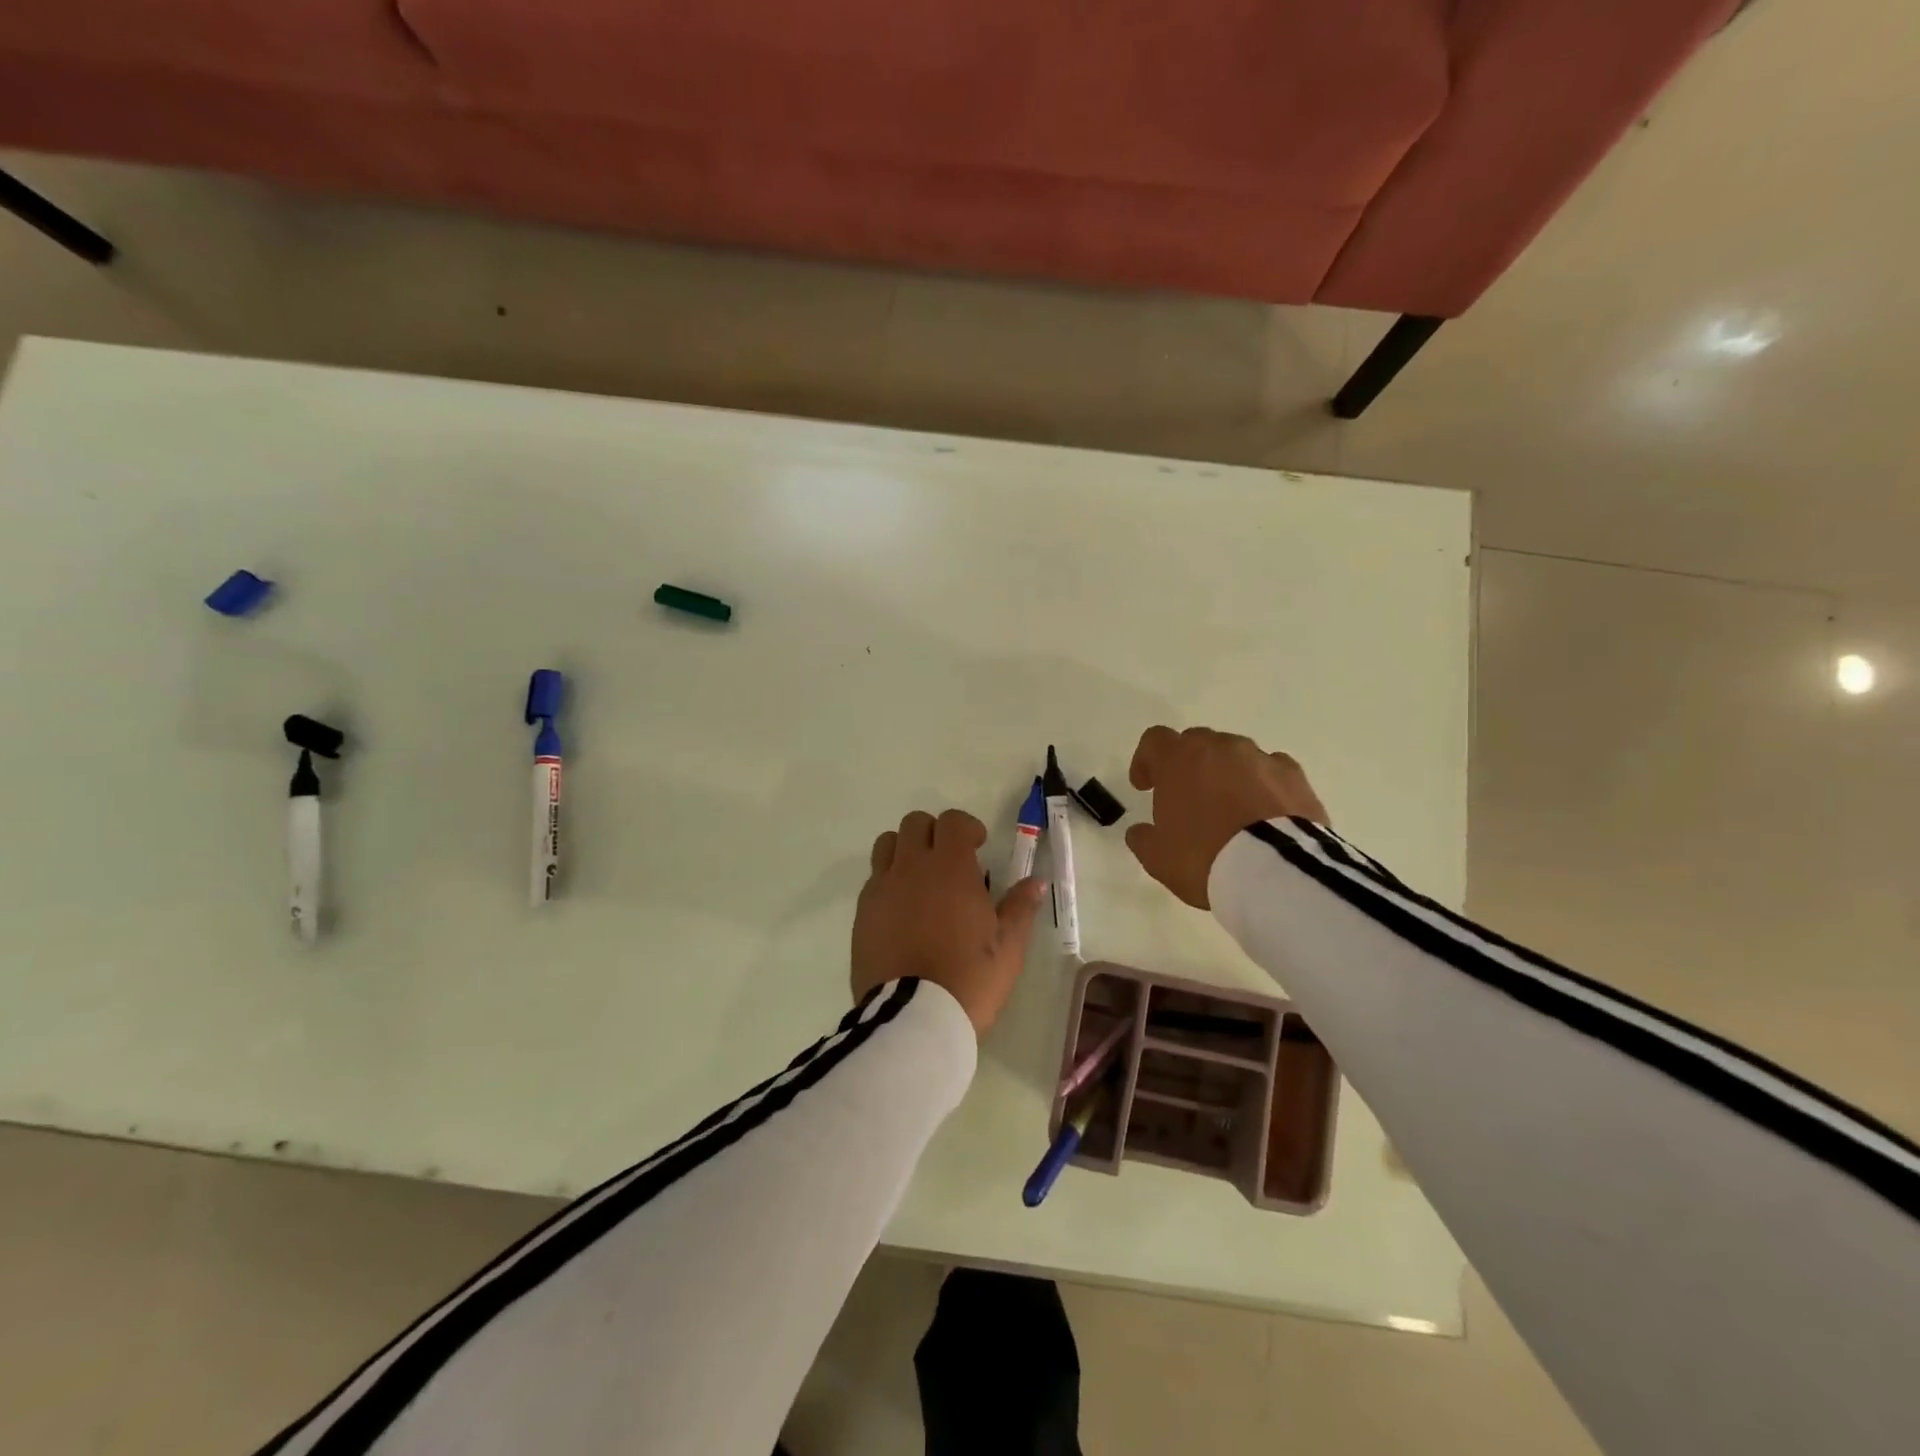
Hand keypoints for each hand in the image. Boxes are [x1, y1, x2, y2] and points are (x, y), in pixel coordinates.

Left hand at [852, 809, 1046, 1036]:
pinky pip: (873, 880)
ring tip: (922, 880)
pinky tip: (903, 911)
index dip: (966, 828)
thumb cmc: (969, 979)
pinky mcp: (862, 913)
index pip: (952, 821)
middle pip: (915, 824)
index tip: (978, 847)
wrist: (913, 1018)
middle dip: (935, 833)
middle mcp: (911, 867)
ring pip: (887, 845)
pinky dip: (888, 881)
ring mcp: (881, 889)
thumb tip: (1035, 882)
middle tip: (951, 862)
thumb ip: (1020, 907)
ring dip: (905, 850)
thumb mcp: (1008, 947)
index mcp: (949, 868)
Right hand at [1124, 726, 1328, 909]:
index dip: (1146, 760)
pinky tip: (1263, 811)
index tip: (1145, 786)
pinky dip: (1262, 783)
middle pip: (1197, 742)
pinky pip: (1271, 769)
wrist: (1275, 870)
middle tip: (1186, 797)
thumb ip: (1143, 838)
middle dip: (1188, 764)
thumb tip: (1140, 831)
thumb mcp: (1158, 858)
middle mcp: (1219, 748)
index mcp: (1179, 760)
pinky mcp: (1295, 775)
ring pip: (1236, 754)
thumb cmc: (1204, 857)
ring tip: (1229, 808)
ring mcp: (1260, 758)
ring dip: (1226, 773)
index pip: (1155, 740)